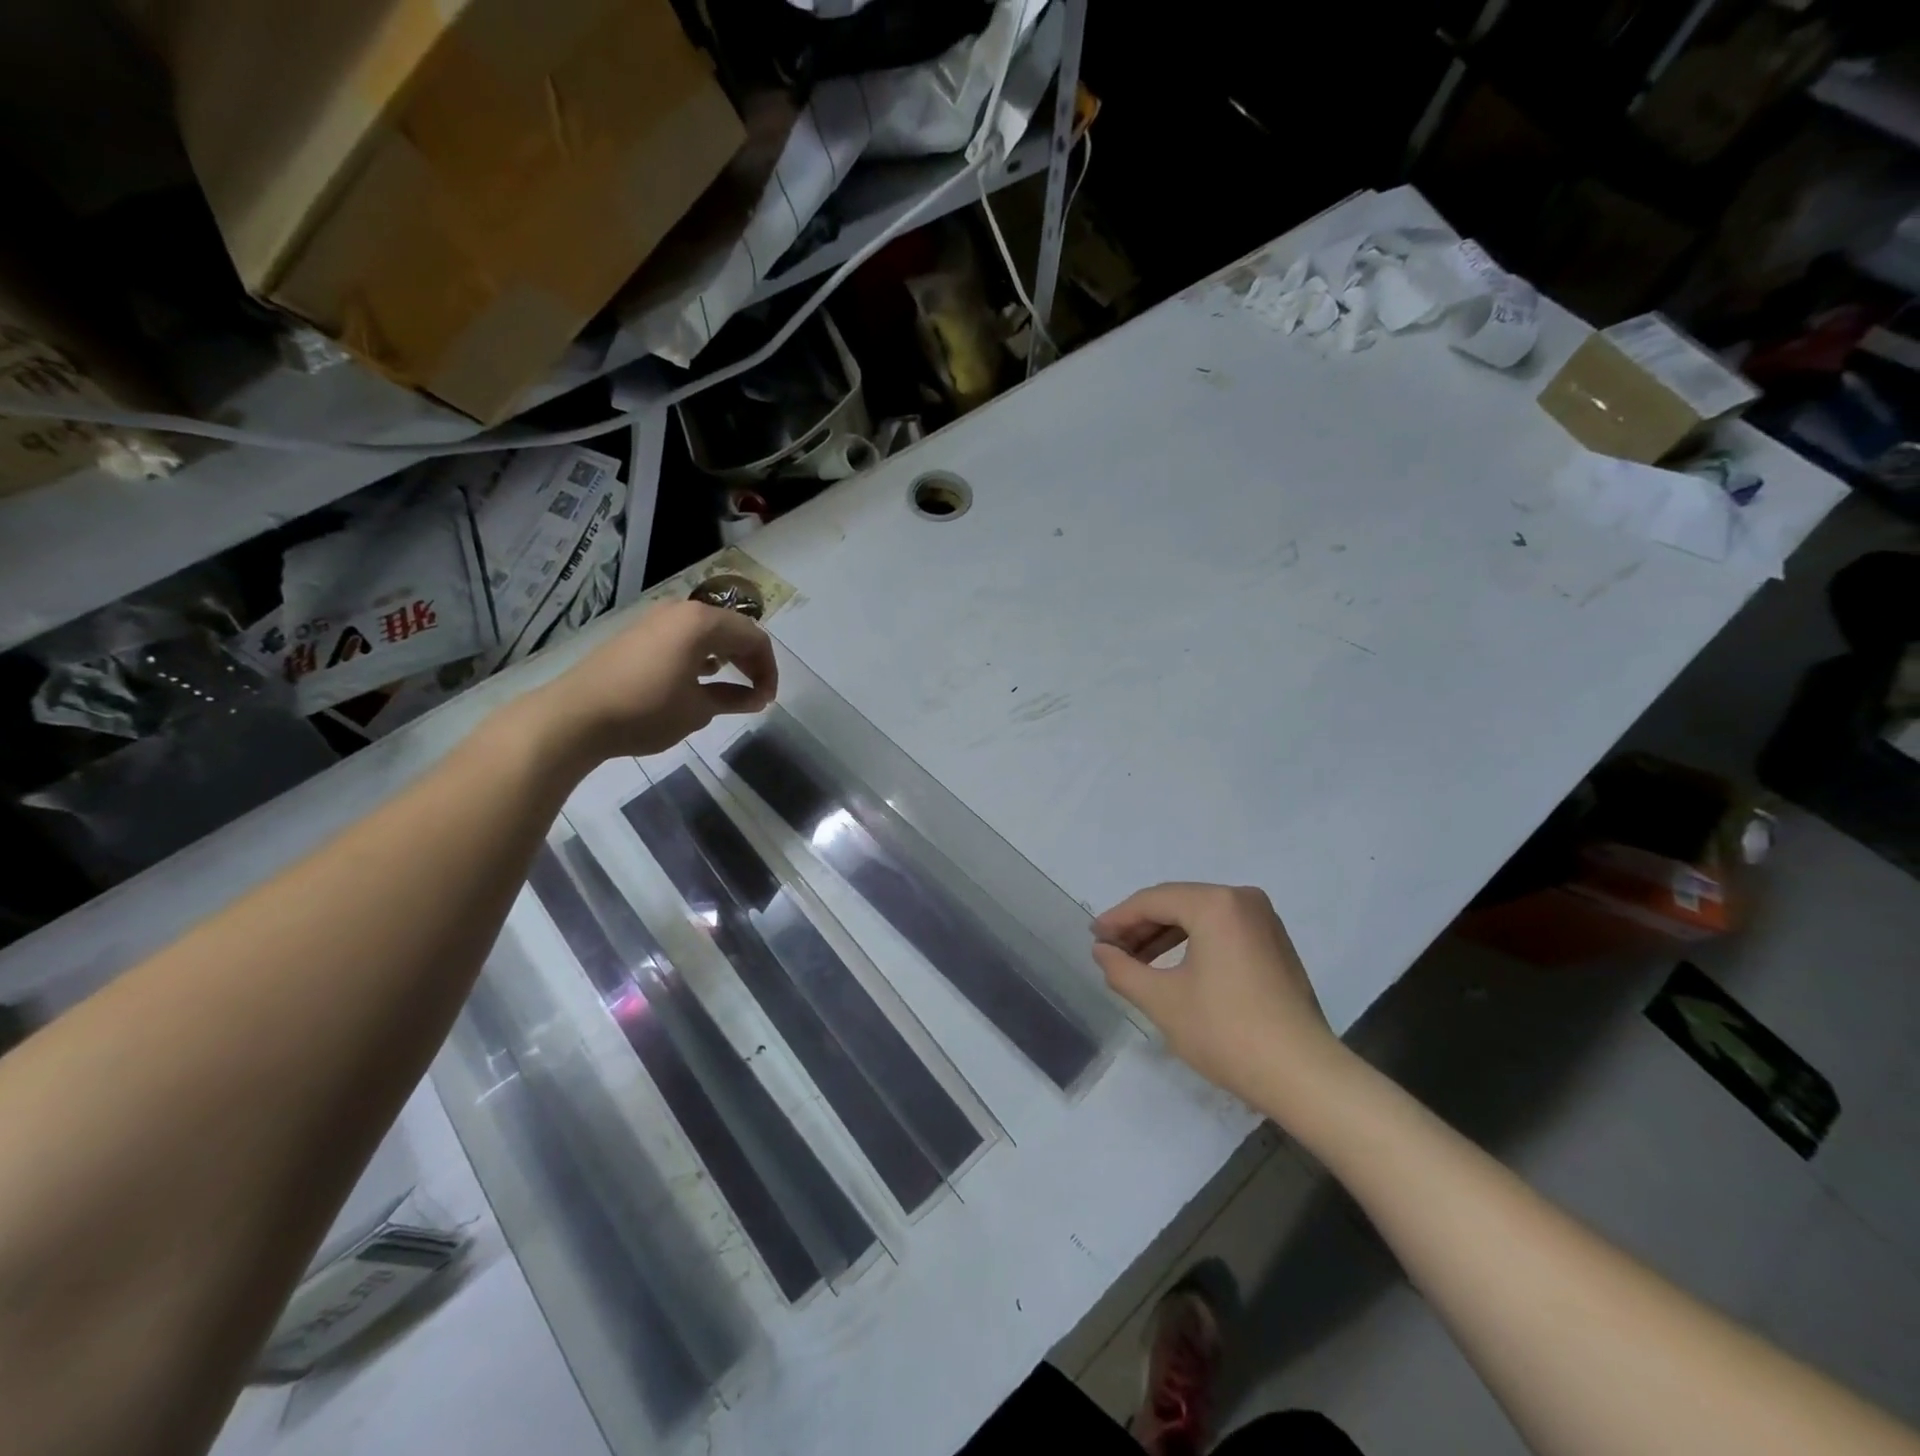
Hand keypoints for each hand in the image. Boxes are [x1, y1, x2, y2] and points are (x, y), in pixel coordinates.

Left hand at [530, 600, 777, 762]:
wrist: (576, 715)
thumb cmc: (647, 710)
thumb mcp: (699, 709)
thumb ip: (734, 698)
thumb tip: (756, 698)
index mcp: (702, 623)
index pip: (754, 637)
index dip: (768, 669)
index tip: (767, 700)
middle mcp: (681, 611)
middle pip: (732, 629)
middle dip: (750, 661)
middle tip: (756, 694)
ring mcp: (656, 621)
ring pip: (707, 632)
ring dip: (727, 657)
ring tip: (732, 688)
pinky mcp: (638, 635)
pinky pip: (684, 638)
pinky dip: (702, 656)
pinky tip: (699, 679)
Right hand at [1091, 883, 1345, 1113]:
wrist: (1303, 1075)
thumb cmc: (1226, 1032)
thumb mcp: (1162, 1001)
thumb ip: (1122, 969)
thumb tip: (1101, 951)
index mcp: (1216, 904)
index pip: (1153, 901)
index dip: (1118, 919)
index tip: (1094, 938)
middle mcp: (1242, 900)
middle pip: (1177, 903)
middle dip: (1140, 927)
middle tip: (1110, 950)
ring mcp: (1264, 920)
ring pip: (1199, 916)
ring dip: (1164, 935)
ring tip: (1135, 962)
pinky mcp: (1274, 943)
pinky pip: (1221, 930)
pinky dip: (1192, 943)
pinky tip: (1172, 967)